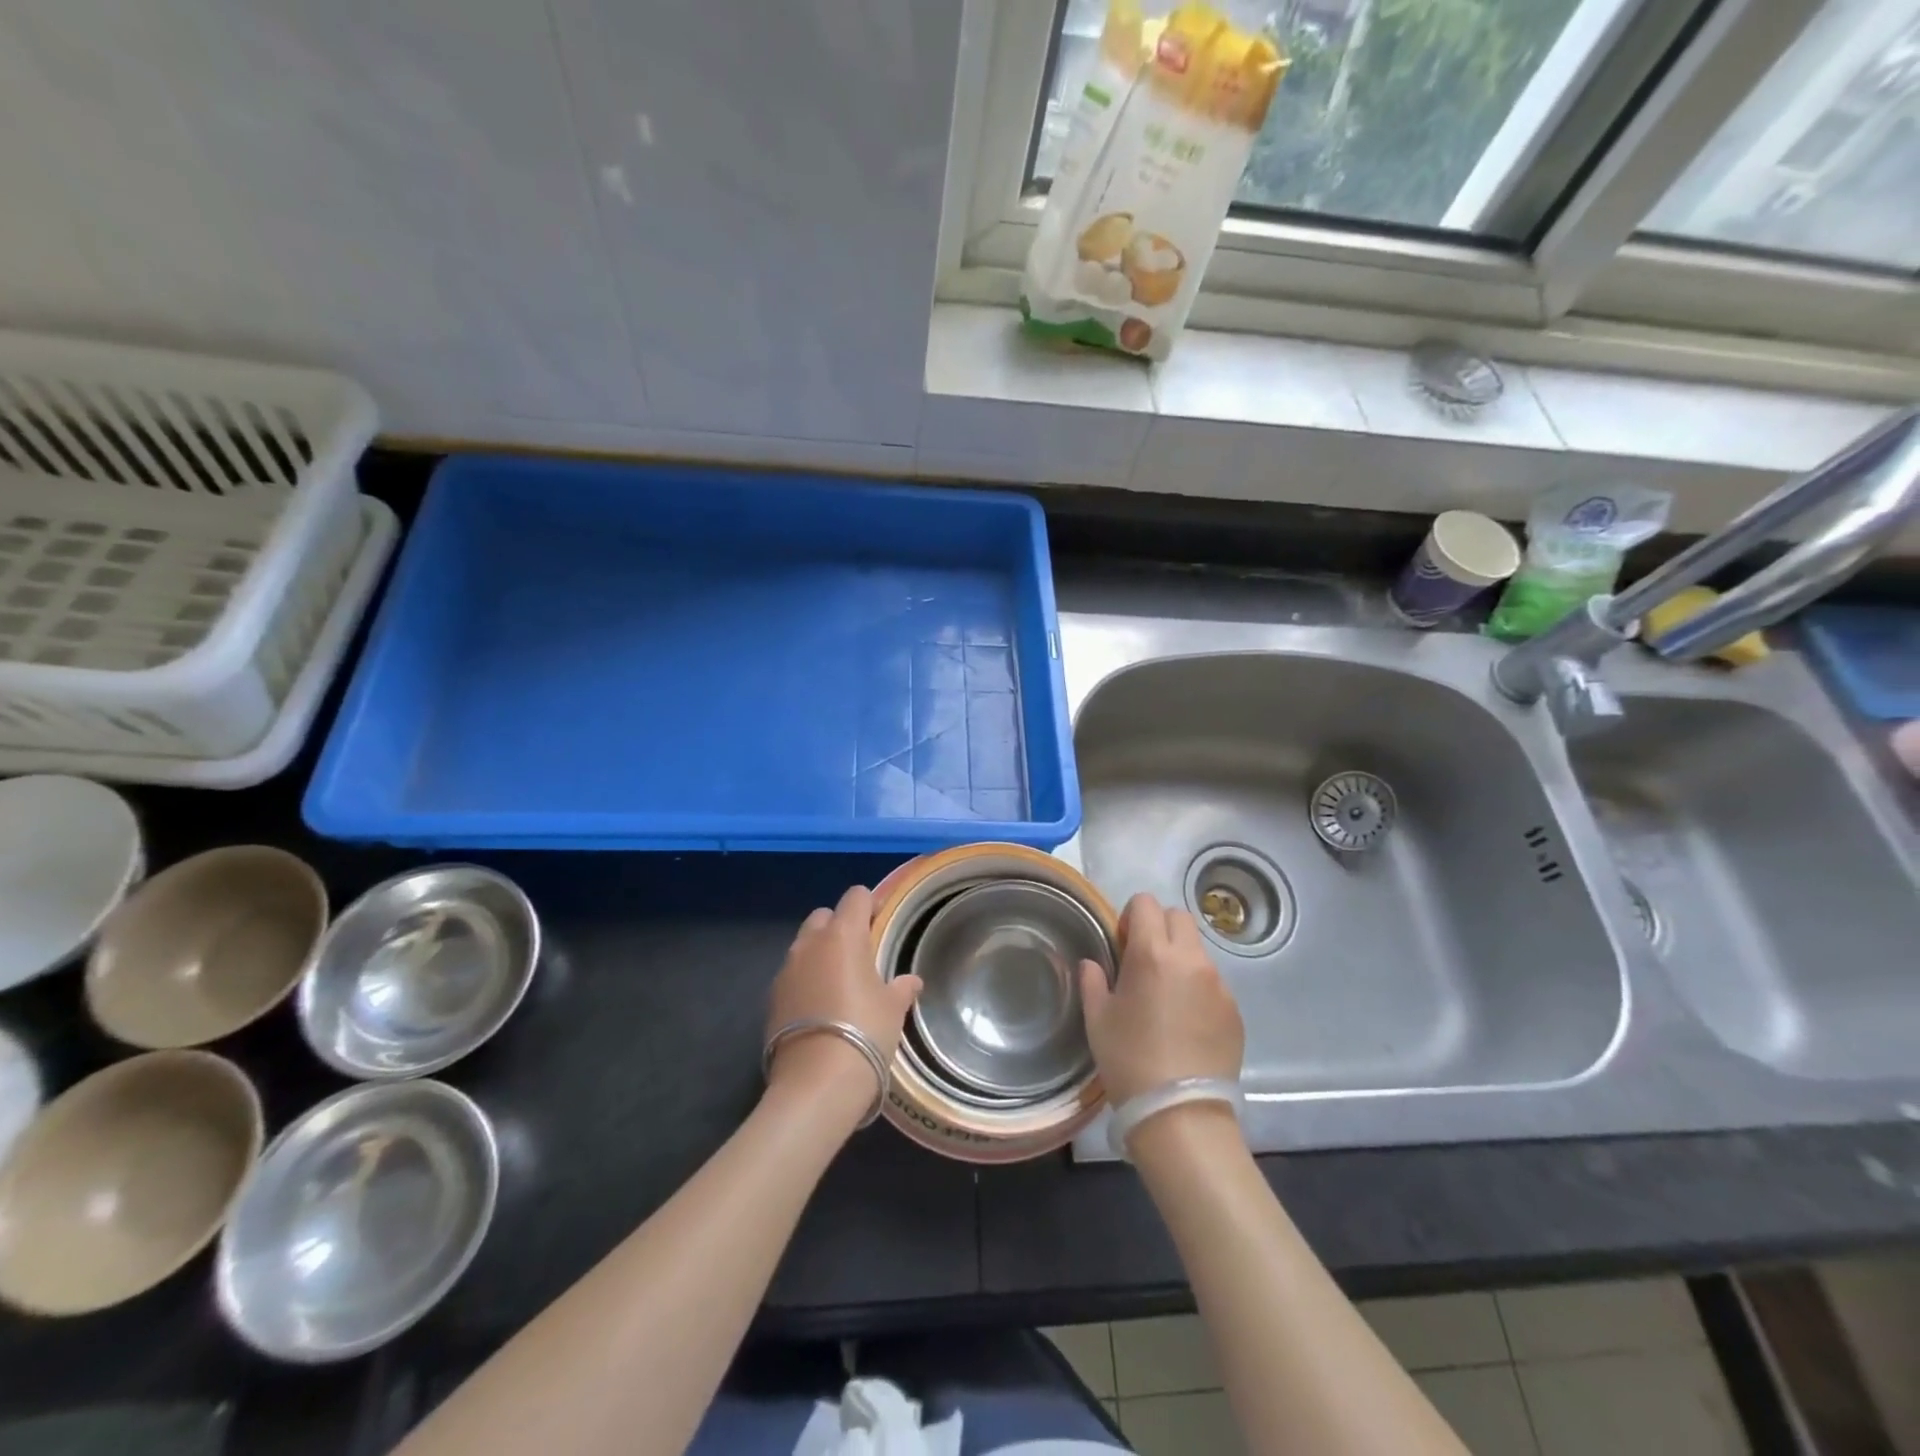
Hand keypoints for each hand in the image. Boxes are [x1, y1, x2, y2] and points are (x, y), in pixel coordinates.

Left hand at [765, 885, 920, 1110]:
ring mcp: (786, 970)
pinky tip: (820, 1007)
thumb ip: (901, 988)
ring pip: (804, 945)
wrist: (816, 1083)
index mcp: (843, 934)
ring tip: (839, 982)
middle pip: (824, 916)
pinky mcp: (771, 998)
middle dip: (840, 926)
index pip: (856, 897)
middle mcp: (810, 943)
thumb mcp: (893, 1009)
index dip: (870, 905)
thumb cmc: (865, 1032)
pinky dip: (805, 980)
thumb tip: (911, 981)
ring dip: (820, 953)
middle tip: (860, 953)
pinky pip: (792, 975)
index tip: (882, 923)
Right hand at [1080, 892, 1243, 1105]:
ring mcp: (1218, 984)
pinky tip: (1186, 1022)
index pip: (1146, 903)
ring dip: (1180, 957)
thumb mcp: (1097, 1019)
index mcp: (1152, 953)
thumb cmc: (1129, 1060)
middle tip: (1145, 962)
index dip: (1131, 917)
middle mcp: (1190, 959)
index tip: (1123, 945)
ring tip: (1167, 996)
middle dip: (1160, 928)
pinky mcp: (1235, 1009)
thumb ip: (1093, 981)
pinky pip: (1214, 982)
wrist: (1181, 1114)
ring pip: (1198, 949)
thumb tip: (1094, 964)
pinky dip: (1198, 988)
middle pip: (1178, 917)